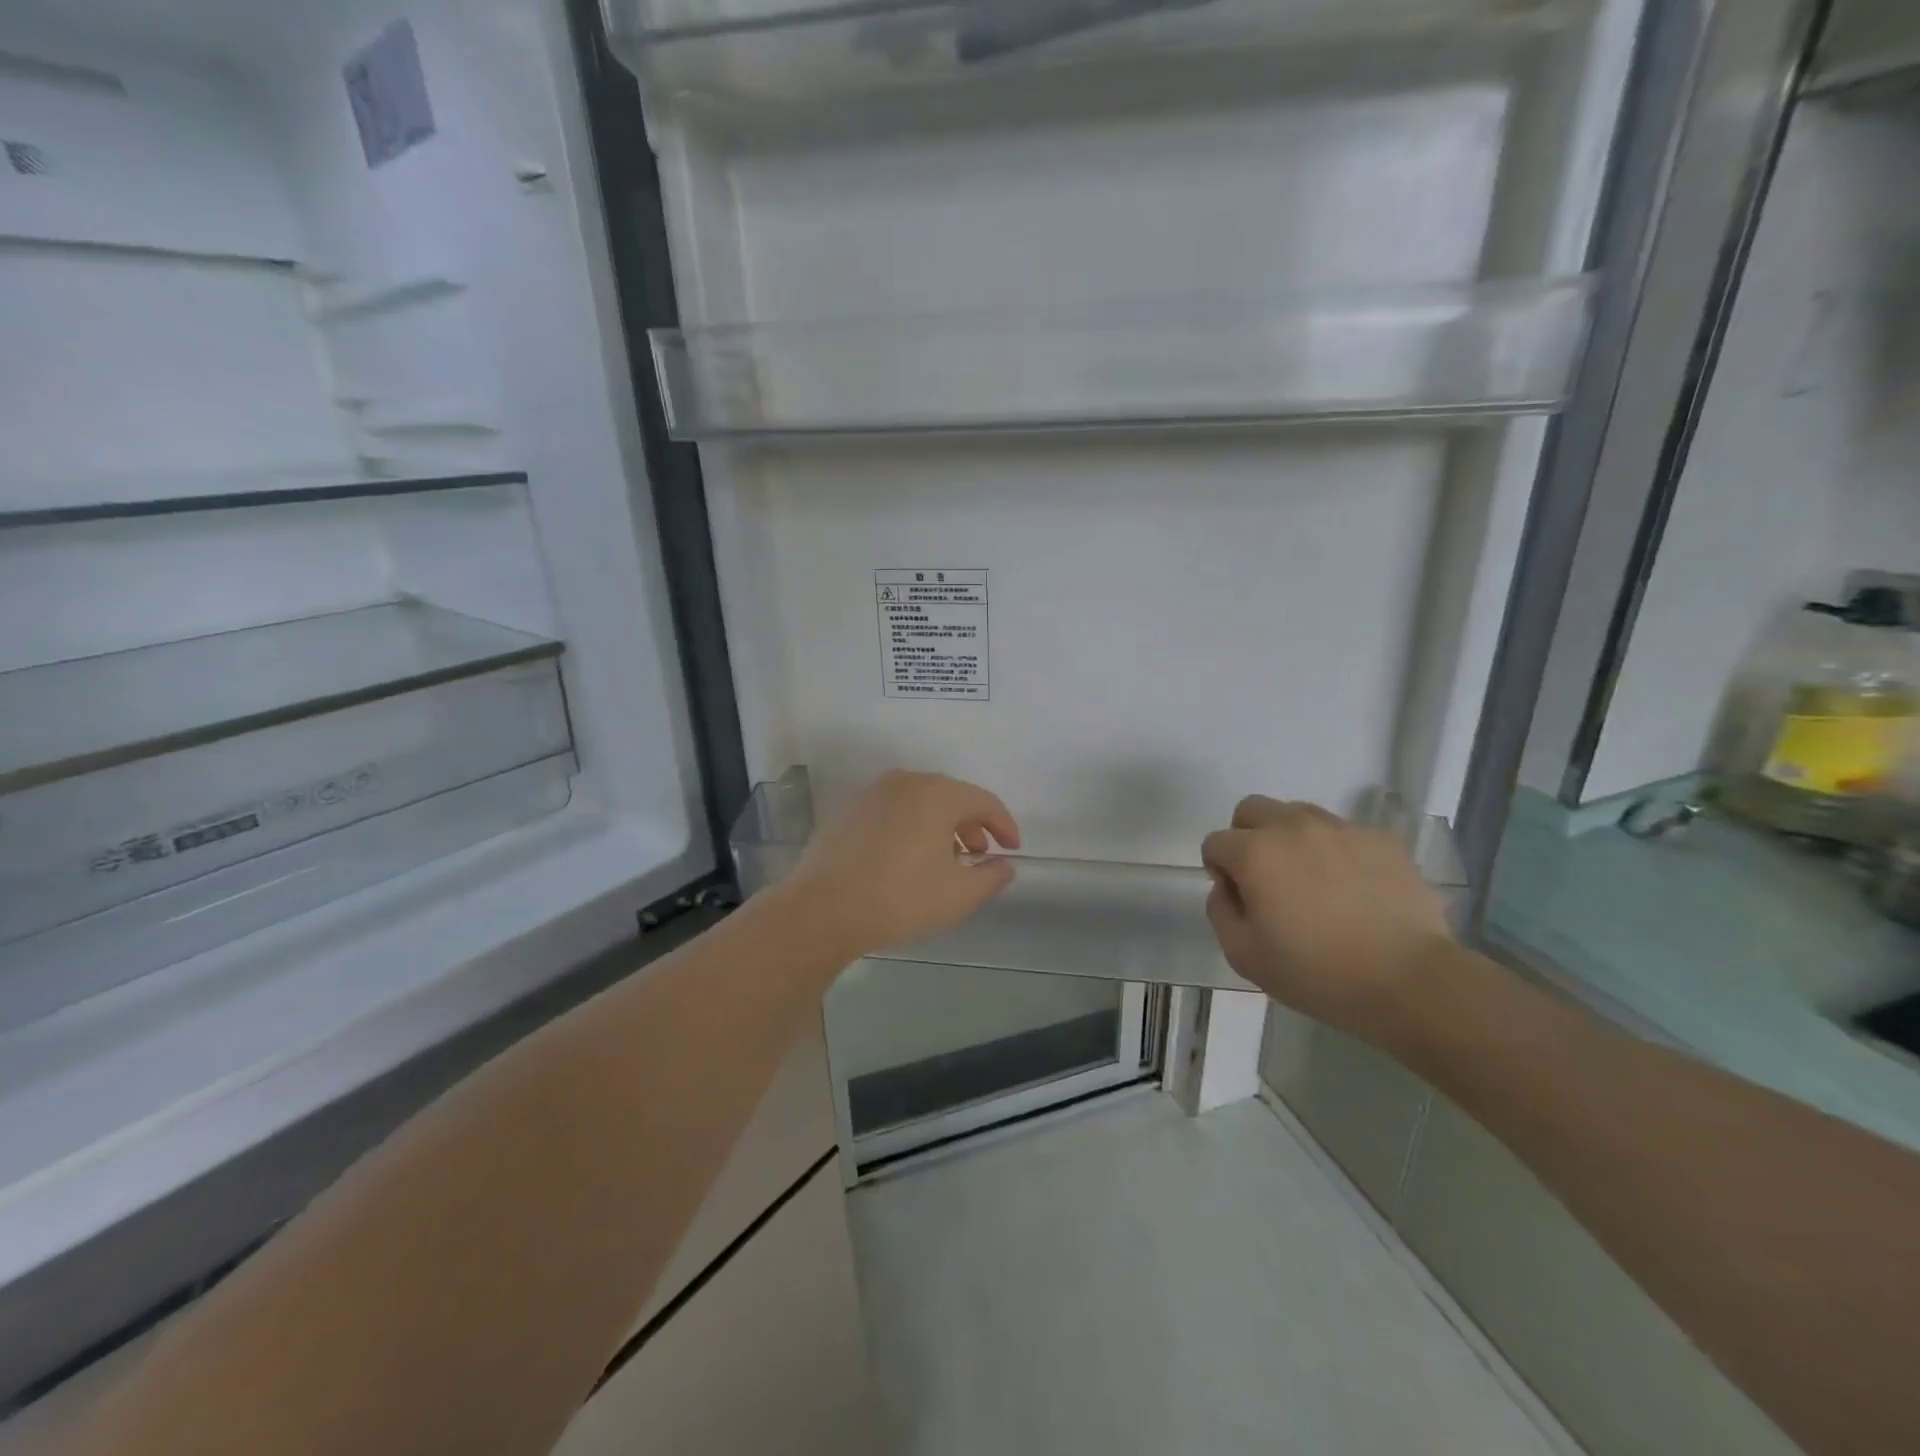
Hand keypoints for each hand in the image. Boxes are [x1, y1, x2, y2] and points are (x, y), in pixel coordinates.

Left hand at [783, 771, 1020, 960]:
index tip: (1013, 849)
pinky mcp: (849, 810)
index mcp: (937, 793)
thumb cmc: (900, 898)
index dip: (1005, 825)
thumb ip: (991, 876)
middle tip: (980, 855)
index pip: (984, 801)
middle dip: (972, 824)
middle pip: (951, 796)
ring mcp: (873, 793)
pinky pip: (894, 811)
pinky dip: (912, 827)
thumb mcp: (959, 895)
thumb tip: (1004, 864)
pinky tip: (908, 859)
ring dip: (941, 826)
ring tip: (945, 860)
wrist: (822, 909)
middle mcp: (906, 782)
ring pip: (920, 802)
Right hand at [1202, 796, 1454, 1049]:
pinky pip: (1344, 833)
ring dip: (1291, 839)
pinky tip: (1353, 890)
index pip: (1215, 842)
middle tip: (1266, 879)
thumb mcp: (1243, 955)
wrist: (1409, 982)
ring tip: (1312, 882)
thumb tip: (1228, 887)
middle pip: (1251, 810)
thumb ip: (1220, 911)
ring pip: (1298, 814)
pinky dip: (1337, 852)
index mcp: (1255, 852)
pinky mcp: (1382, 839)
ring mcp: (1342, 829)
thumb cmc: (1317, 973)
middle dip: (1247, 837)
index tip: (1240, 900)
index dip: (1219, 870)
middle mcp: (1293, 826)